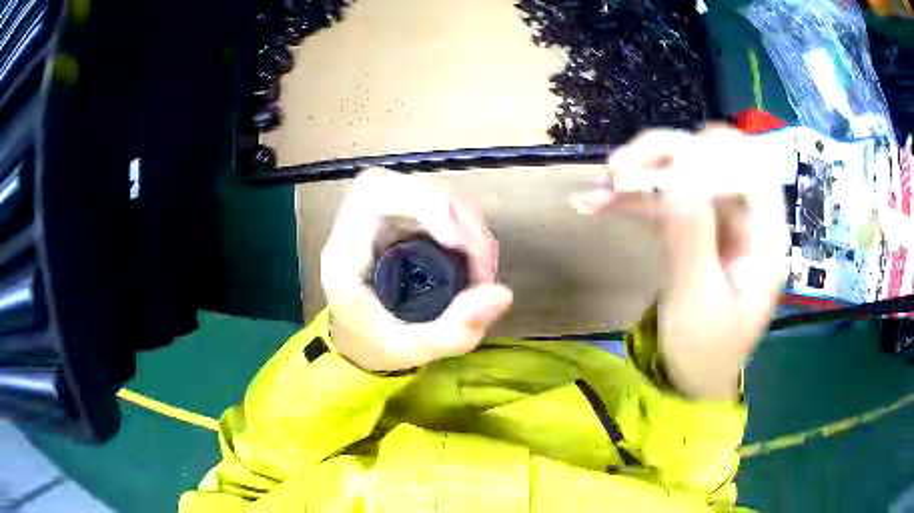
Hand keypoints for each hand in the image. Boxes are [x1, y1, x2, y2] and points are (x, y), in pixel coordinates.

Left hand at [321, 168, 513, 371]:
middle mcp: (359, 225)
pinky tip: (476, 259)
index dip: (422, 201)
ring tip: (483, 267)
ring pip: (428, 192)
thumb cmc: (376, 345)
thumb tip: (503, 294)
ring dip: (466, 222)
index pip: (374, 195)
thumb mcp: (412, 350)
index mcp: (344, 252)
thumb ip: (454, 332)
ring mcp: (381, 219)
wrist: (360, 340)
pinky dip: (465, 227)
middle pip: (407, 186)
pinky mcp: (402, 220)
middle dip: (455, 215)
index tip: (456, 241)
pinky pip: (437, 206)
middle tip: (482, 261)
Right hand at [572, 126, 786, 399]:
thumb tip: (675, 176)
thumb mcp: (699, 303)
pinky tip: (597, 203)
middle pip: (716, 153)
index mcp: (765, 236)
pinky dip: (634, 195)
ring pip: (686, 166)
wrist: (694, 376)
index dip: (705, 160)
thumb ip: (692, 239)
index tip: (658, 180)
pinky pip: (667, 195)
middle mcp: (748, 216)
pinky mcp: (696, 225)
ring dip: (643, 170)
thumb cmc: (704, 351)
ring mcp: (721, 218)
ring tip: (601, 188)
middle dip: (667, 153)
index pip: (748, 166)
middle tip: (618, 172)